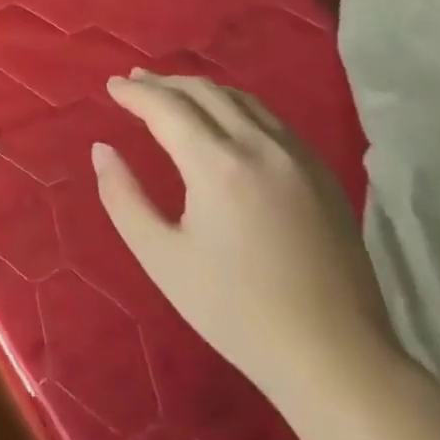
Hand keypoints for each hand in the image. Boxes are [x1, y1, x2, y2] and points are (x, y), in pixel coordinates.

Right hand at [93, 71, 400, 407]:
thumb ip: (123, 197)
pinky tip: (224, 121)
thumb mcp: (162, 257)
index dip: (135, 93)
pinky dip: (234, 106)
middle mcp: (261, 147)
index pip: (167, 107)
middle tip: (133, 82)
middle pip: (205, 93)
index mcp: (218, 165)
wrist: (337, 358)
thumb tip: (102, 150)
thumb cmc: (236, 311)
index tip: (111, 86)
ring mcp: (299, 158)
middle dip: (164, 83)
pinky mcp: (322, 175)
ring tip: (172, 93)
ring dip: (200, 90)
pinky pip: (270, 120)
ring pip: (242, 100)